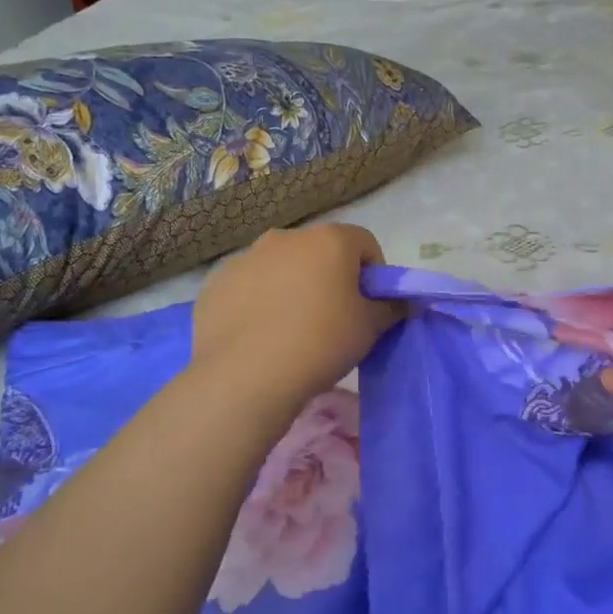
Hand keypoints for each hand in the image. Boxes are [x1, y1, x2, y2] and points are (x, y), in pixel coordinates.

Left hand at [191, 224, 399, 412]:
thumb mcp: (370, 328)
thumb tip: (397, 301)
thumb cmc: (321, 343)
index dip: (373, 274)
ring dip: (292, 288)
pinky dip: (258, 303)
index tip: (369, 305)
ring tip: (292, 331)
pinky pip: (248, 288)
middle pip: (319, 252)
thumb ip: (389, 307)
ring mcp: (245, 258)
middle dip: (329, 278)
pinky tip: (260, 337)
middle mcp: (285, 238)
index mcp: (328, 241)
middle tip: (332, 319)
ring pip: (280, 268)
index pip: (364, 243)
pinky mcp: (215, 284)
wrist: (246, 375)